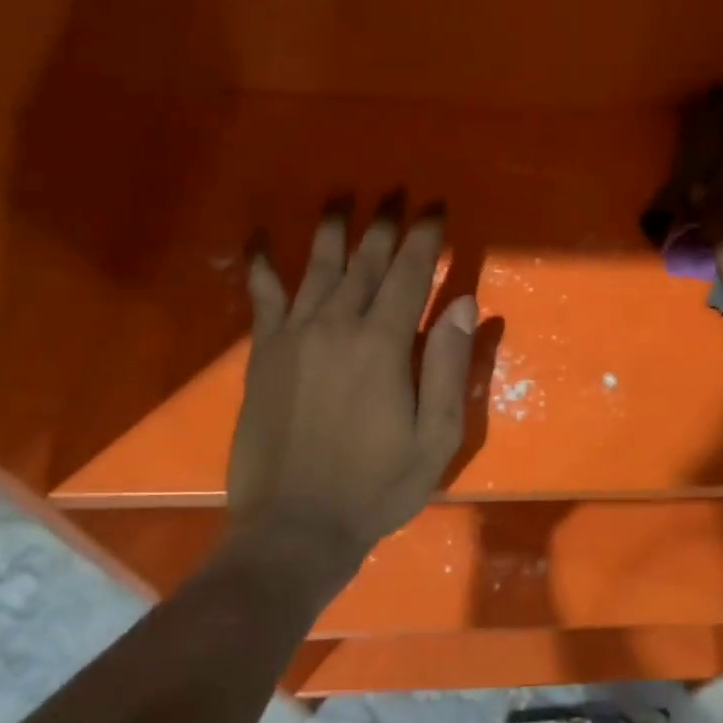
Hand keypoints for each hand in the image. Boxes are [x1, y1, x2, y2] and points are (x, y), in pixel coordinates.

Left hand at [226, 200, 477, 574]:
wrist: (294, 528)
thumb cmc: (377, 485)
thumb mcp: (436, 436)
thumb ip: (448, 365)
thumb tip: (463, 303)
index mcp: (383, 343)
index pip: (411, 273)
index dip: (426, 237)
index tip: (437, 208)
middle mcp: (337, 325)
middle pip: (366, 261)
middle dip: (386, 224)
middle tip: (398, 193)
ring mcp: (294, 336)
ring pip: (318, 267)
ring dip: (333, 228)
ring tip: (343, 197)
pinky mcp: (263, 353)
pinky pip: (261, 297)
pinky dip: (260, 265)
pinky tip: (259, 238)